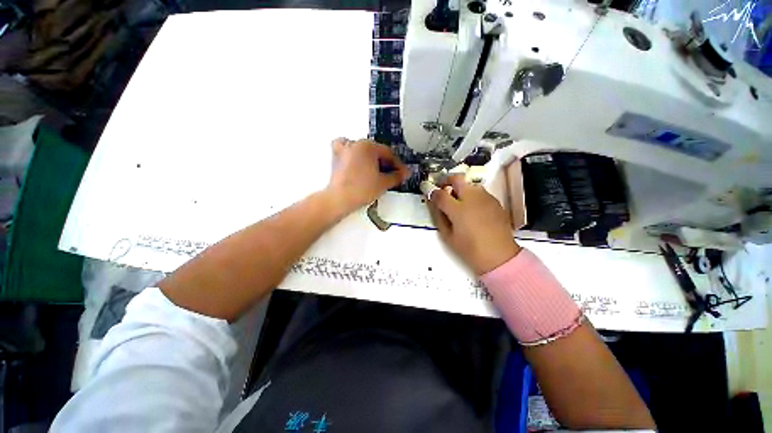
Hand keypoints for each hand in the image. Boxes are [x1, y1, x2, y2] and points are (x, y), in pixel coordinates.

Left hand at [327, 138, 408, 212]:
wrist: (340, 199)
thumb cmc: (362, 190)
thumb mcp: (384, 183)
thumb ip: (397, 176)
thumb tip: (405, 173)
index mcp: (368, 146)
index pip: (388, 153)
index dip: (398, 164)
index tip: (403, 173)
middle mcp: (355, 143)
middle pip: (376, 151)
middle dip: (386, 163)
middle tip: (393, 175)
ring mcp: (344, 149)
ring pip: (362, 150)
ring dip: (371, 158)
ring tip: (377, 171)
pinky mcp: (336, 157)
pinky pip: (347, 150)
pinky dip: (353, 153)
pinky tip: (357, 162)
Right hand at [427, 175, 520, 275]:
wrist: (499, 255)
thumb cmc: (469, 249)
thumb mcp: (448, 236)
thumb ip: (439, 217)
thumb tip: (434, 204)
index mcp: (458, 209)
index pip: (440, 194)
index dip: (432, 192)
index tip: (429, 192)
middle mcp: (472, 198)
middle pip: (456, 179)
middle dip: (446, 181)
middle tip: (442, 189)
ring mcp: (486, 197)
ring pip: (469, 184)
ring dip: (460, 188)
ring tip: (457, 200)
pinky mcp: (495, 201)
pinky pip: (480, 192)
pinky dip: (472, 195)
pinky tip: (472, 208)